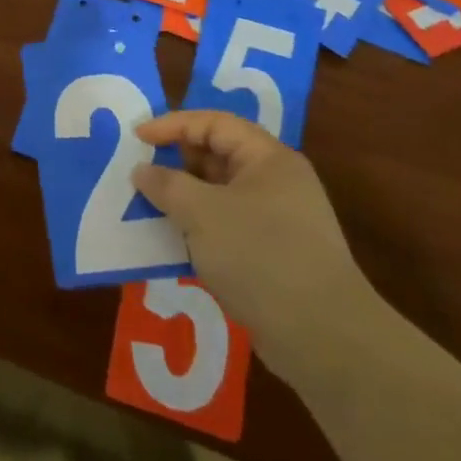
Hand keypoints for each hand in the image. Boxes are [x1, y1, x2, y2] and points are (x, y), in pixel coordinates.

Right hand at [132, 110, 375, 384]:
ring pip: (220, 193)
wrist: (323, 337)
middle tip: (139, 172)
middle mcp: (277, 182)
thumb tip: (143, 171)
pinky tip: (174, 240)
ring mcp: (278, 220)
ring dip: (184, 197)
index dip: (173, 125)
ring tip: (148, 205)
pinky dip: (199, 226)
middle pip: (218, 155)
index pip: (215, 123)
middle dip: (176, 161)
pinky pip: (227, 224)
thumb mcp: (201, 213)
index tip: (137, 138)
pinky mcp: (274, 254)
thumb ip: (166, 184)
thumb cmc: (260, 256)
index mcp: (268, 159)